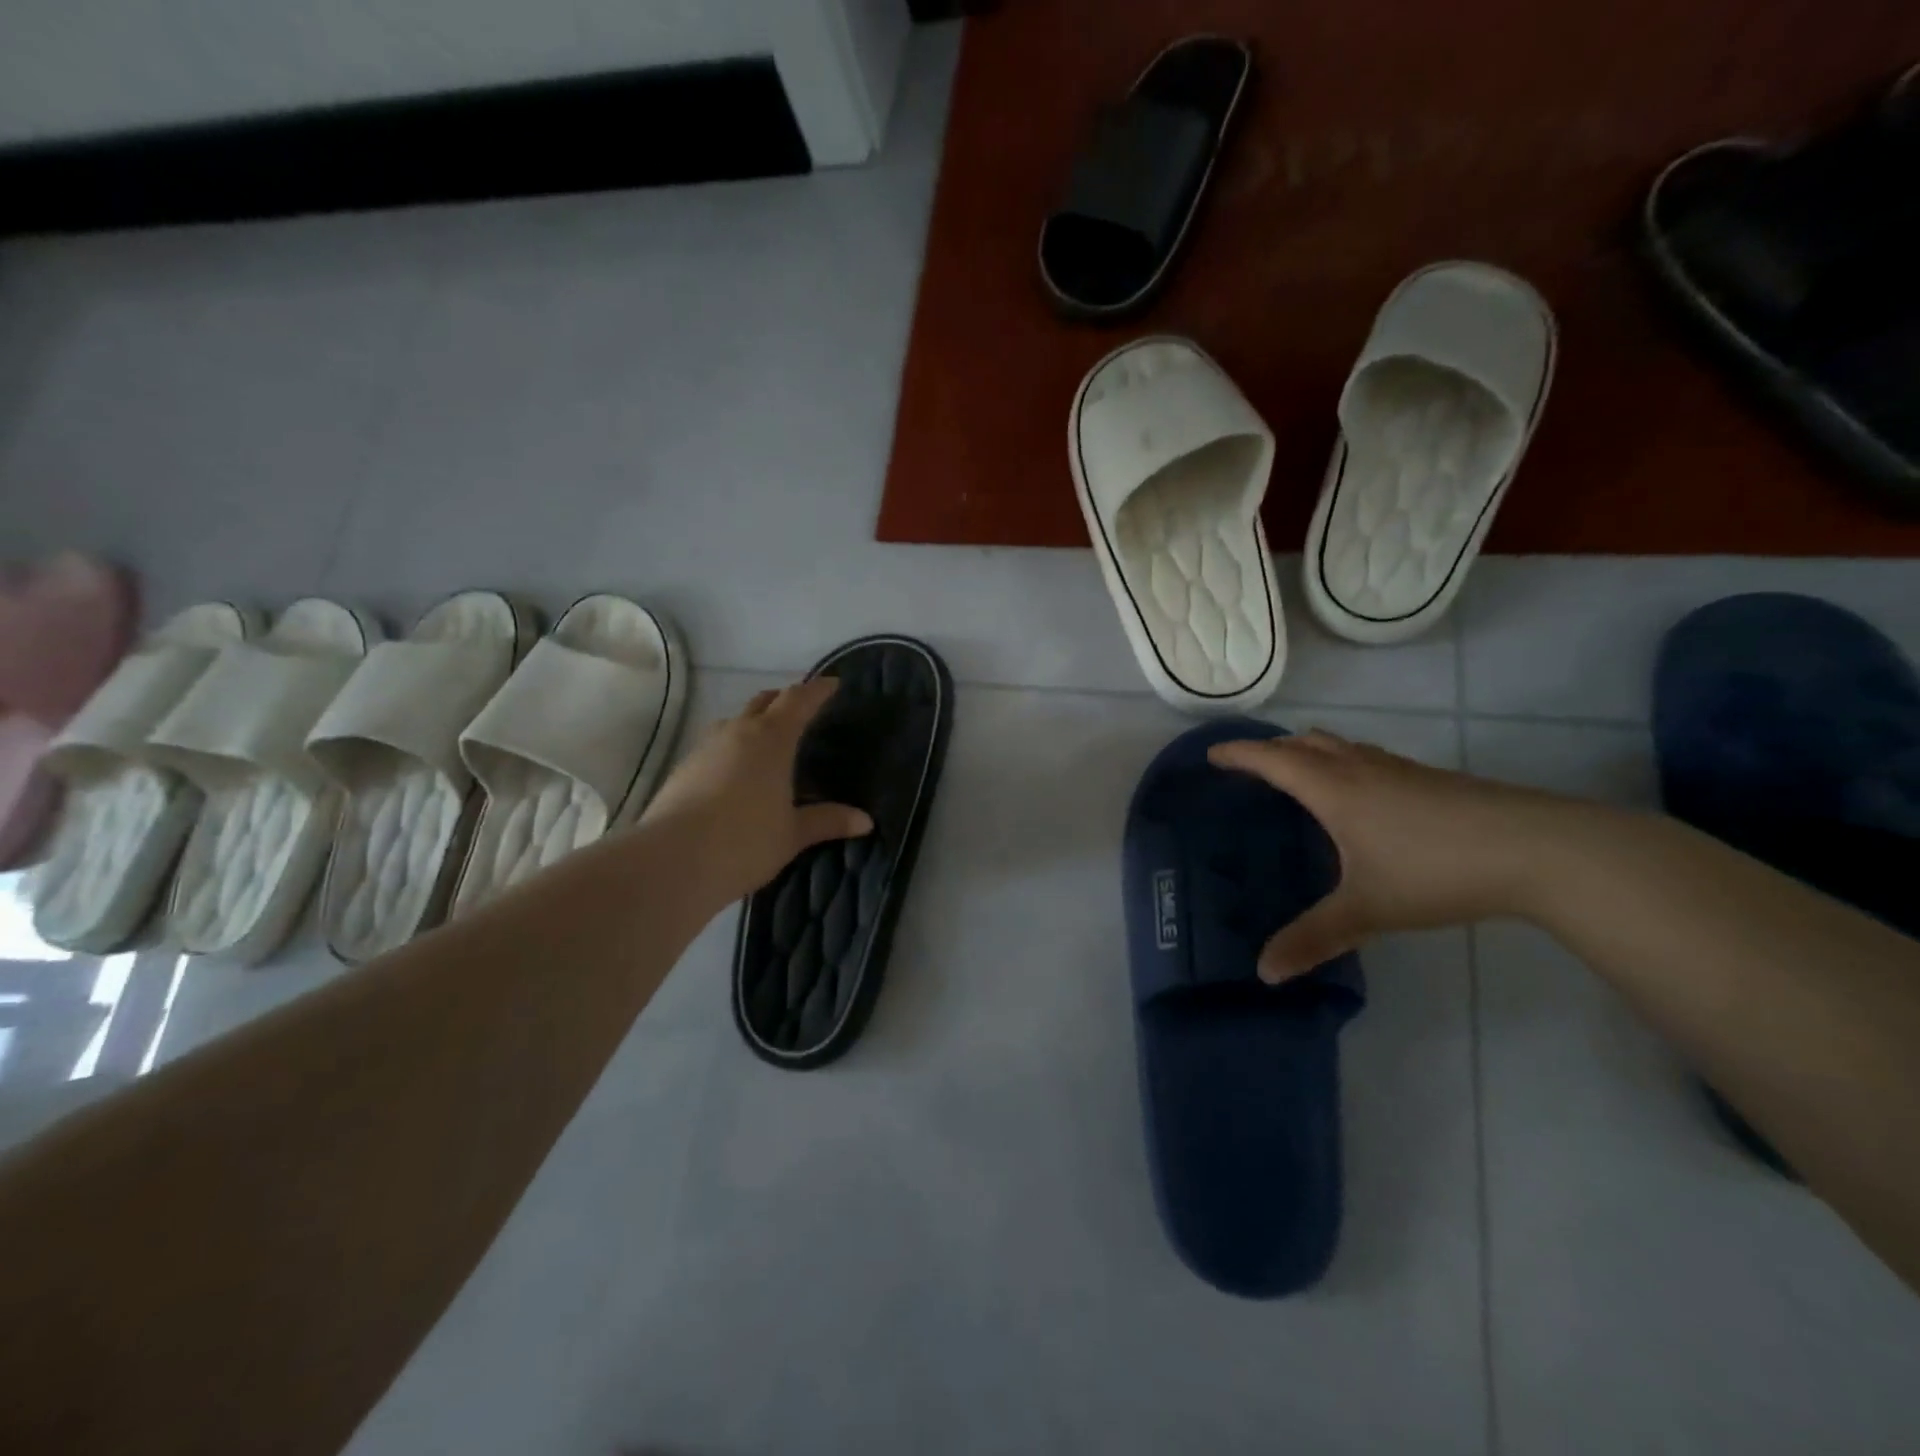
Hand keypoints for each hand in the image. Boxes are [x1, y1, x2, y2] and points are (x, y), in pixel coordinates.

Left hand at [640, 677, 871, 903]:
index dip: (817, 690)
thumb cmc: (745, 841)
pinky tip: (737, 774)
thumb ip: (828, 821)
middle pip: (764, 701)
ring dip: (755, 723)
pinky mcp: (683, 769)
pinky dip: (733, 748)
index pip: (798, 700)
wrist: (671, 862)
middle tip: (802, 708)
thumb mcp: (793, 834)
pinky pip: (715, 746)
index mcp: (771, 738)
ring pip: (735, 722)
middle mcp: (736, 732)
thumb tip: (865, 821)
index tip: (833, 684)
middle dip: (785, 699)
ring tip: (769, 742)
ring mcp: (705, 748)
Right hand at [1208, 730, 1572, 981]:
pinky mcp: (1432, 779)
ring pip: (1341, 746)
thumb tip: (1264, 972)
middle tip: (1252, 766)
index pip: (1272, 759)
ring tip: (1300, 774)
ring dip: (1311, 752)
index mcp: (1333, 789)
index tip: (1212, 755)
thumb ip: (1313, 938)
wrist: (1539, 849)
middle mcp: (1361, 768)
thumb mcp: (1367, 910)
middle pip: (1305, 743)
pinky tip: (1363, 797)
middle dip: (1273, 749)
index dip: (1239, 755)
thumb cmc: (1435, 871)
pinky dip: (1345, 763)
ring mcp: (1400, 770)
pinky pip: (1369, 759)